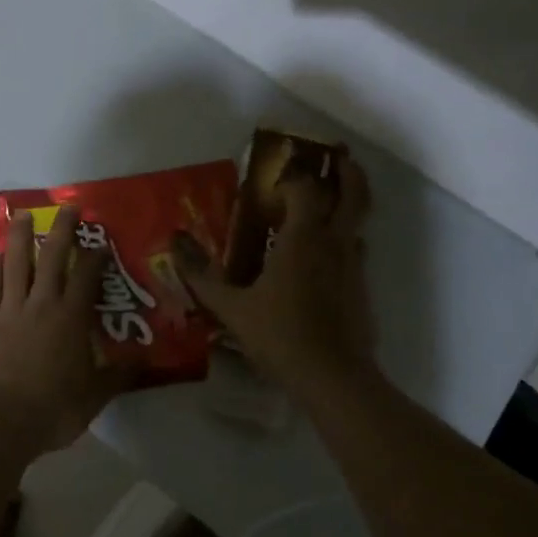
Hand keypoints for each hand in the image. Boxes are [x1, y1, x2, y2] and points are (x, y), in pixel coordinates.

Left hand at [0, 207, 127, 456]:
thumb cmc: (53, 410)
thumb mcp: (95, 396)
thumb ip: (119, 374)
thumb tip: (146, 359)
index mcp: (70, 318)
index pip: (87, 276)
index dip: (95, 255)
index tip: (101, 242)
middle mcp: (41, 304)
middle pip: (51, 256)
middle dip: (61, 230)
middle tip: (67, 208)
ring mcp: (9, 310)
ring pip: (15, 263)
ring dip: (20, 237)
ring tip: (22, 215)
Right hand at [173, 151, 378, 397]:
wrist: (334, 379)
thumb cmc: (280, 336)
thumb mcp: (231, 307)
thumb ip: (201, 275)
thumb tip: (174, 243)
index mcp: (303, 238)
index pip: (306, 189)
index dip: (294, 176)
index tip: (276, 175)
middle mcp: (334, 243)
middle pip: (354, 193)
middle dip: (348, 171)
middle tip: (335, 157)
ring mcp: (354, 265)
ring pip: (358, 222)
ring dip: (346, 205)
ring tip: (323, 204)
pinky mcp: (362, 288)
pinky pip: (354, 250)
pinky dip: (342, 240)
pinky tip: (320, 258)